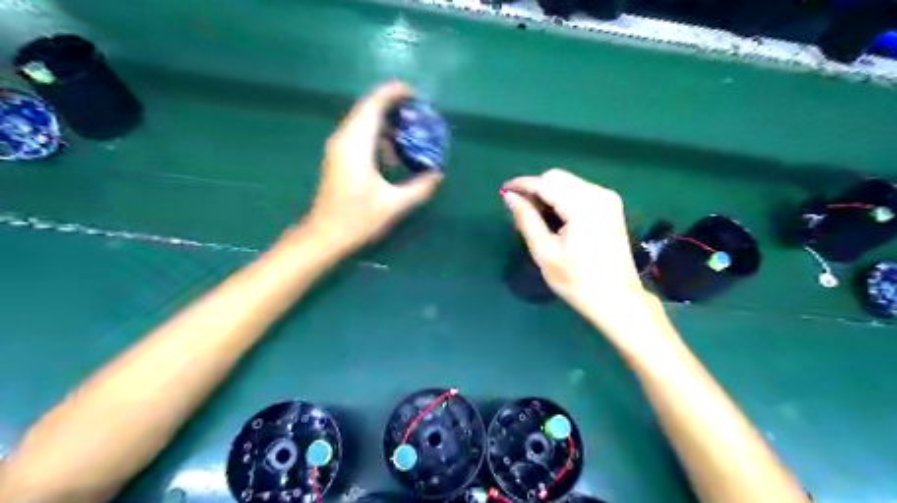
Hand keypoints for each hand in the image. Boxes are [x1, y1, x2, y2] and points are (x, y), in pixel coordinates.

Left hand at [305, 81, 443, 251]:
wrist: (324, 236)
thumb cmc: (357, 219)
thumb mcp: (394, 205)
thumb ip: (419, 187)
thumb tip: (438, 174)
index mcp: (356, 145)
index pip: (374, 105)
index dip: (394, 93)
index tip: (416, 94)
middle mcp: (344, 139)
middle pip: (368, 109)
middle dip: (393, 106)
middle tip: (418, 114)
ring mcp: (338, 148)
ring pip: (362, 121)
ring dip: (386, 123)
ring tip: (409, 134)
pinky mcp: (338, 157)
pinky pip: (359, 134)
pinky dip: (377, 136)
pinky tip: (392, 154)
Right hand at [505, 168, 651, 327]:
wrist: (616, 299)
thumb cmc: (577, 281)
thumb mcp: (545, 252)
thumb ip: (526, 219)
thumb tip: (509, 196)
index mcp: (583, 207)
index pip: (545, 183)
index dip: (522, 184)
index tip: (503, 190)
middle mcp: (598, 194)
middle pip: (557, 177)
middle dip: (535, 188)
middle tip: (519, 209)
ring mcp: (608, 199)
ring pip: (568, 182)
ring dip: (548, 193)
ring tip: (535, 216)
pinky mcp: (612, 206)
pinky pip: (579, 190)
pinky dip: (562, 197)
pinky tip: (555, 216)